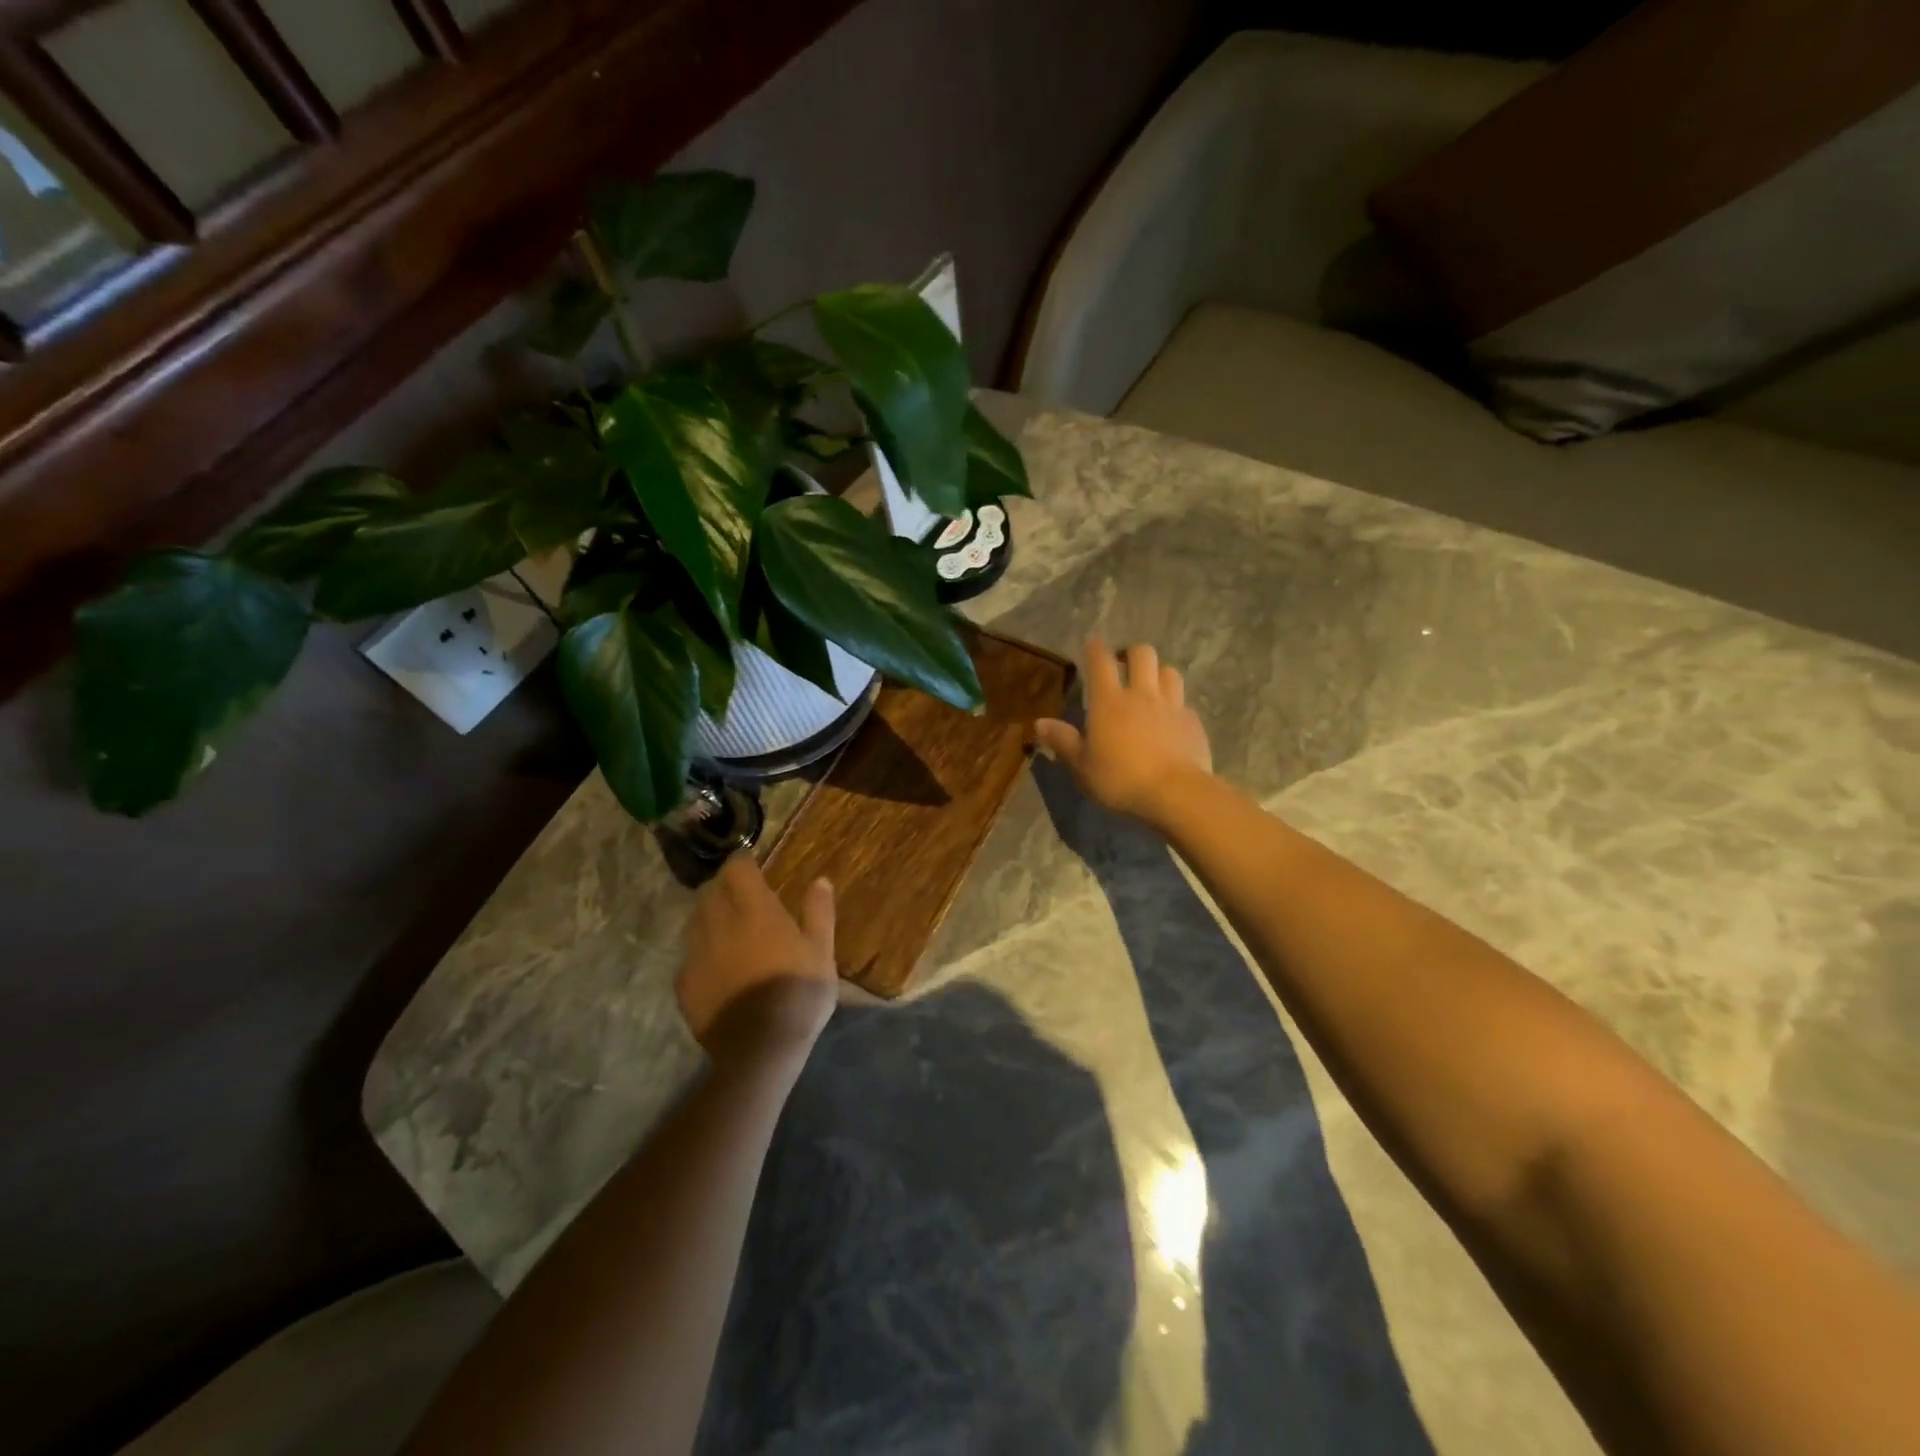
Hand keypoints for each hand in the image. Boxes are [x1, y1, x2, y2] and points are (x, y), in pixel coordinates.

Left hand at [677, 856, 837, 1062]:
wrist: (759, 1049)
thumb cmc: (798, 993)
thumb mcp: (822, 951)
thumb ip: (819, 912)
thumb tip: (820, 880)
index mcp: (755, 910)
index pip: (737, 868)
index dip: (743, 862)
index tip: (752, 864)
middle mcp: (719, 923)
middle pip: (711, 891)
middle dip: (724, 887)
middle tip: (741, 896)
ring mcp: (696, 954)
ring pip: (695, 921)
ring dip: (709, 916)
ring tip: (727, 928)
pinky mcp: (684, 984)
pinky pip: (689, 956)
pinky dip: (701, 951)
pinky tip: (717, 966)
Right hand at [1034, 636, 1213, 826]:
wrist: (1175, 794)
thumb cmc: (1120, 779)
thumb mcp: (1082, 766)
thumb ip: (1063, 741)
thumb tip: (1040, 723)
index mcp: (1109, 701)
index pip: (1100, 661)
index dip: (1095, 648)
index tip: (1092, 642)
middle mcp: (1142, 694)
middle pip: (1142, 653)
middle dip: (1131, 653)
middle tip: (1123, 664)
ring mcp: (1172, 706)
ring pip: (1168, 671)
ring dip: (1157, 672)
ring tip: (1150, 686)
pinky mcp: (1193, 722)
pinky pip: (1184, 702)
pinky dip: (1175, 704)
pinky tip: (1170, 719)